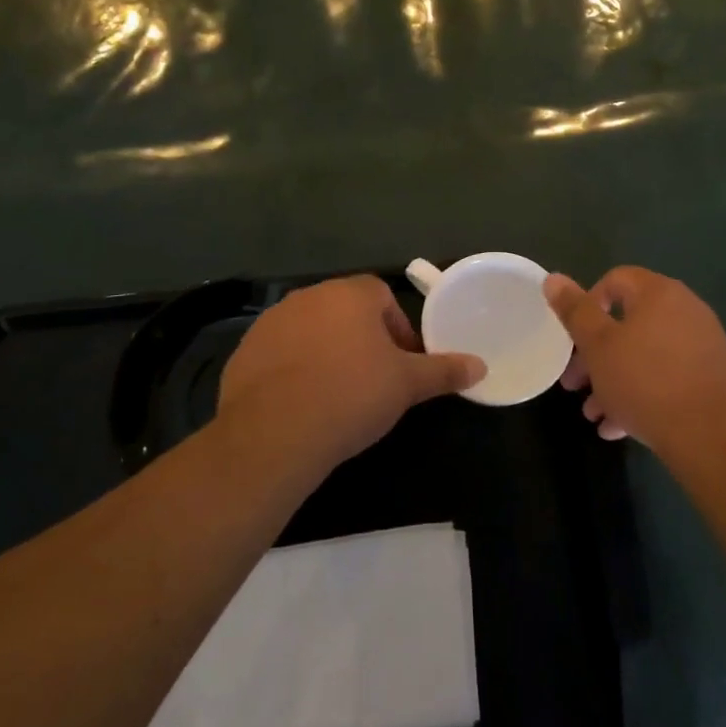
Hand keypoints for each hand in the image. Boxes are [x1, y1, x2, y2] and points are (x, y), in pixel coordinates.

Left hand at [216, 275, 485, 475]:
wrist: (275, 432)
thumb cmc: (352, 395)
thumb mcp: (407, 385)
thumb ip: (444, 371)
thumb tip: (481, 366)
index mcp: (349, 294)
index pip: (381, 296)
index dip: (396, 328)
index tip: (401, 363)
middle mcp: (308, 296)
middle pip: (344, 311)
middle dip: (362, 340)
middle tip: (373, 380)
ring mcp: (271, 322)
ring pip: (310, 331)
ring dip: (326, 352)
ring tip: (335, 394)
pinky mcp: (244, 351)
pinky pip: (279, 353)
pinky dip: (293, 370)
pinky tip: (301, 403)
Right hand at [544, 267, 725, 463]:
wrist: (713, 437)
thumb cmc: (646, 382)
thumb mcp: (598, 346)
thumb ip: (575, 311)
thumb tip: (553, 277)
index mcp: (659, 293)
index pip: (615, 280)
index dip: (587, 305)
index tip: (573, 339)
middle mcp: (685, 310)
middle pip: (628, 322)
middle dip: (595, 354)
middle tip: (574, 384)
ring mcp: (703, 344)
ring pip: (645, 355)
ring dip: (614, 380)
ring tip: (594, 414)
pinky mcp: (713, 377)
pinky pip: (668, 376)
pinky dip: (642, 393)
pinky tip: (620, 428)